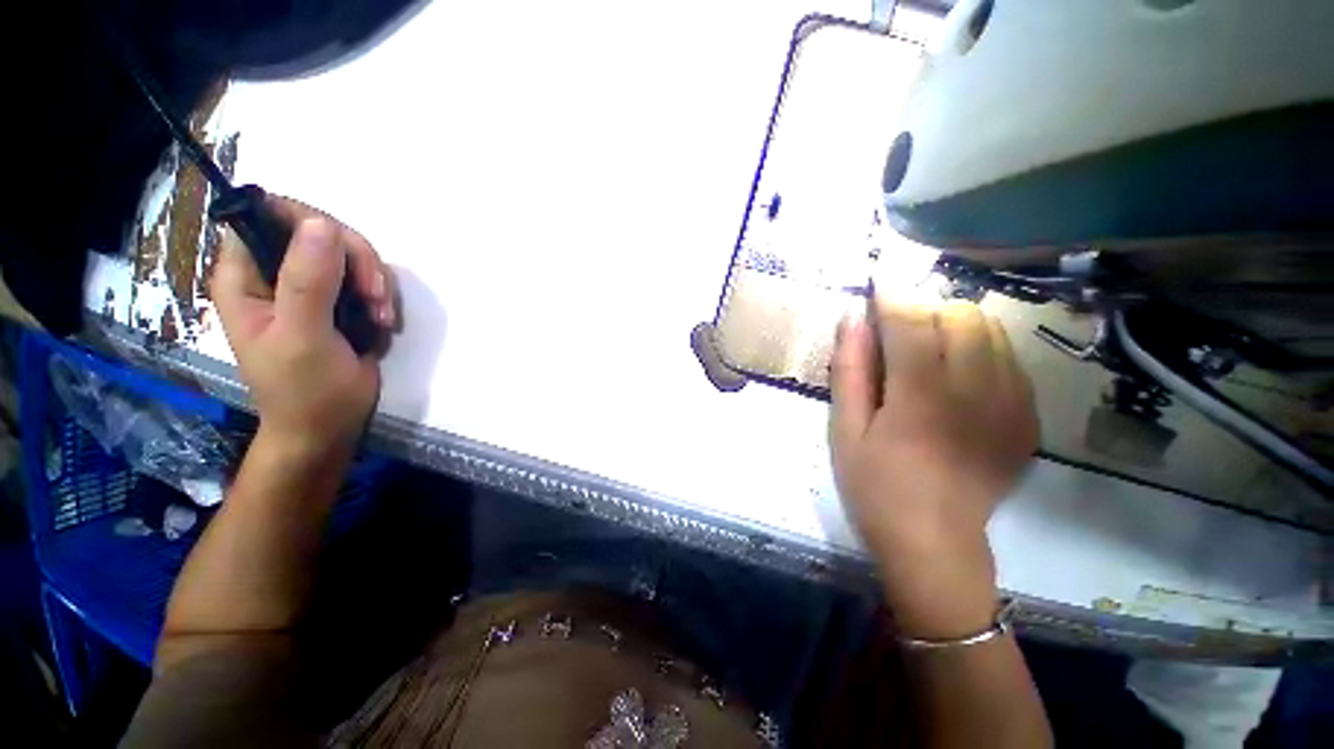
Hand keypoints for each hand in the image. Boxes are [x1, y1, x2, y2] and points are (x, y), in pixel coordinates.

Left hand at [212, 196, 396, 455]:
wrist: (328, 427)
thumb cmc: (305, 390)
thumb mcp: (304, 337)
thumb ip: (308, 282)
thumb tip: (322, 224)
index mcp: (246, 276)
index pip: (267, 214)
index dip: (309, 223)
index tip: (345, 257)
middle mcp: (273, 274)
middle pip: (318, 230)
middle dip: (356, 260)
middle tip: (375, 297)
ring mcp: (307, 288)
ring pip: (348, 254)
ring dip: (374, 282)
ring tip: (381, 318)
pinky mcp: (337, 303)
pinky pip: (364, 278)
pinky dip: (381, 296)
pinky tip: (383, 322)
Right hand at [829, 299, 1036, 638]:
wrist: (935, 543)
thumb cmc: (875, 486)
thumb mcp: (844, 430)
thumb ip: (849, 371)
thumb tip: (851, 319)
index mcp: (921, 398)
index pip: (912, 322)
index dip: (891, 296)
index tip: (875, 286)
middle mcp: (976, 393)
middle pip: (960, 316)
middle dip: (924, 308)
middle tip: (895, 328)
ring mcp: (1011, 405)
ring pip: (992, 331)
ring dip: (952, 324)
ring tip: (924, 347)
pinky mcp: (1027, 419)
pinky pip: (1009, 359)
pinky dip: (979, 349)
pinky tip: (955, 373)